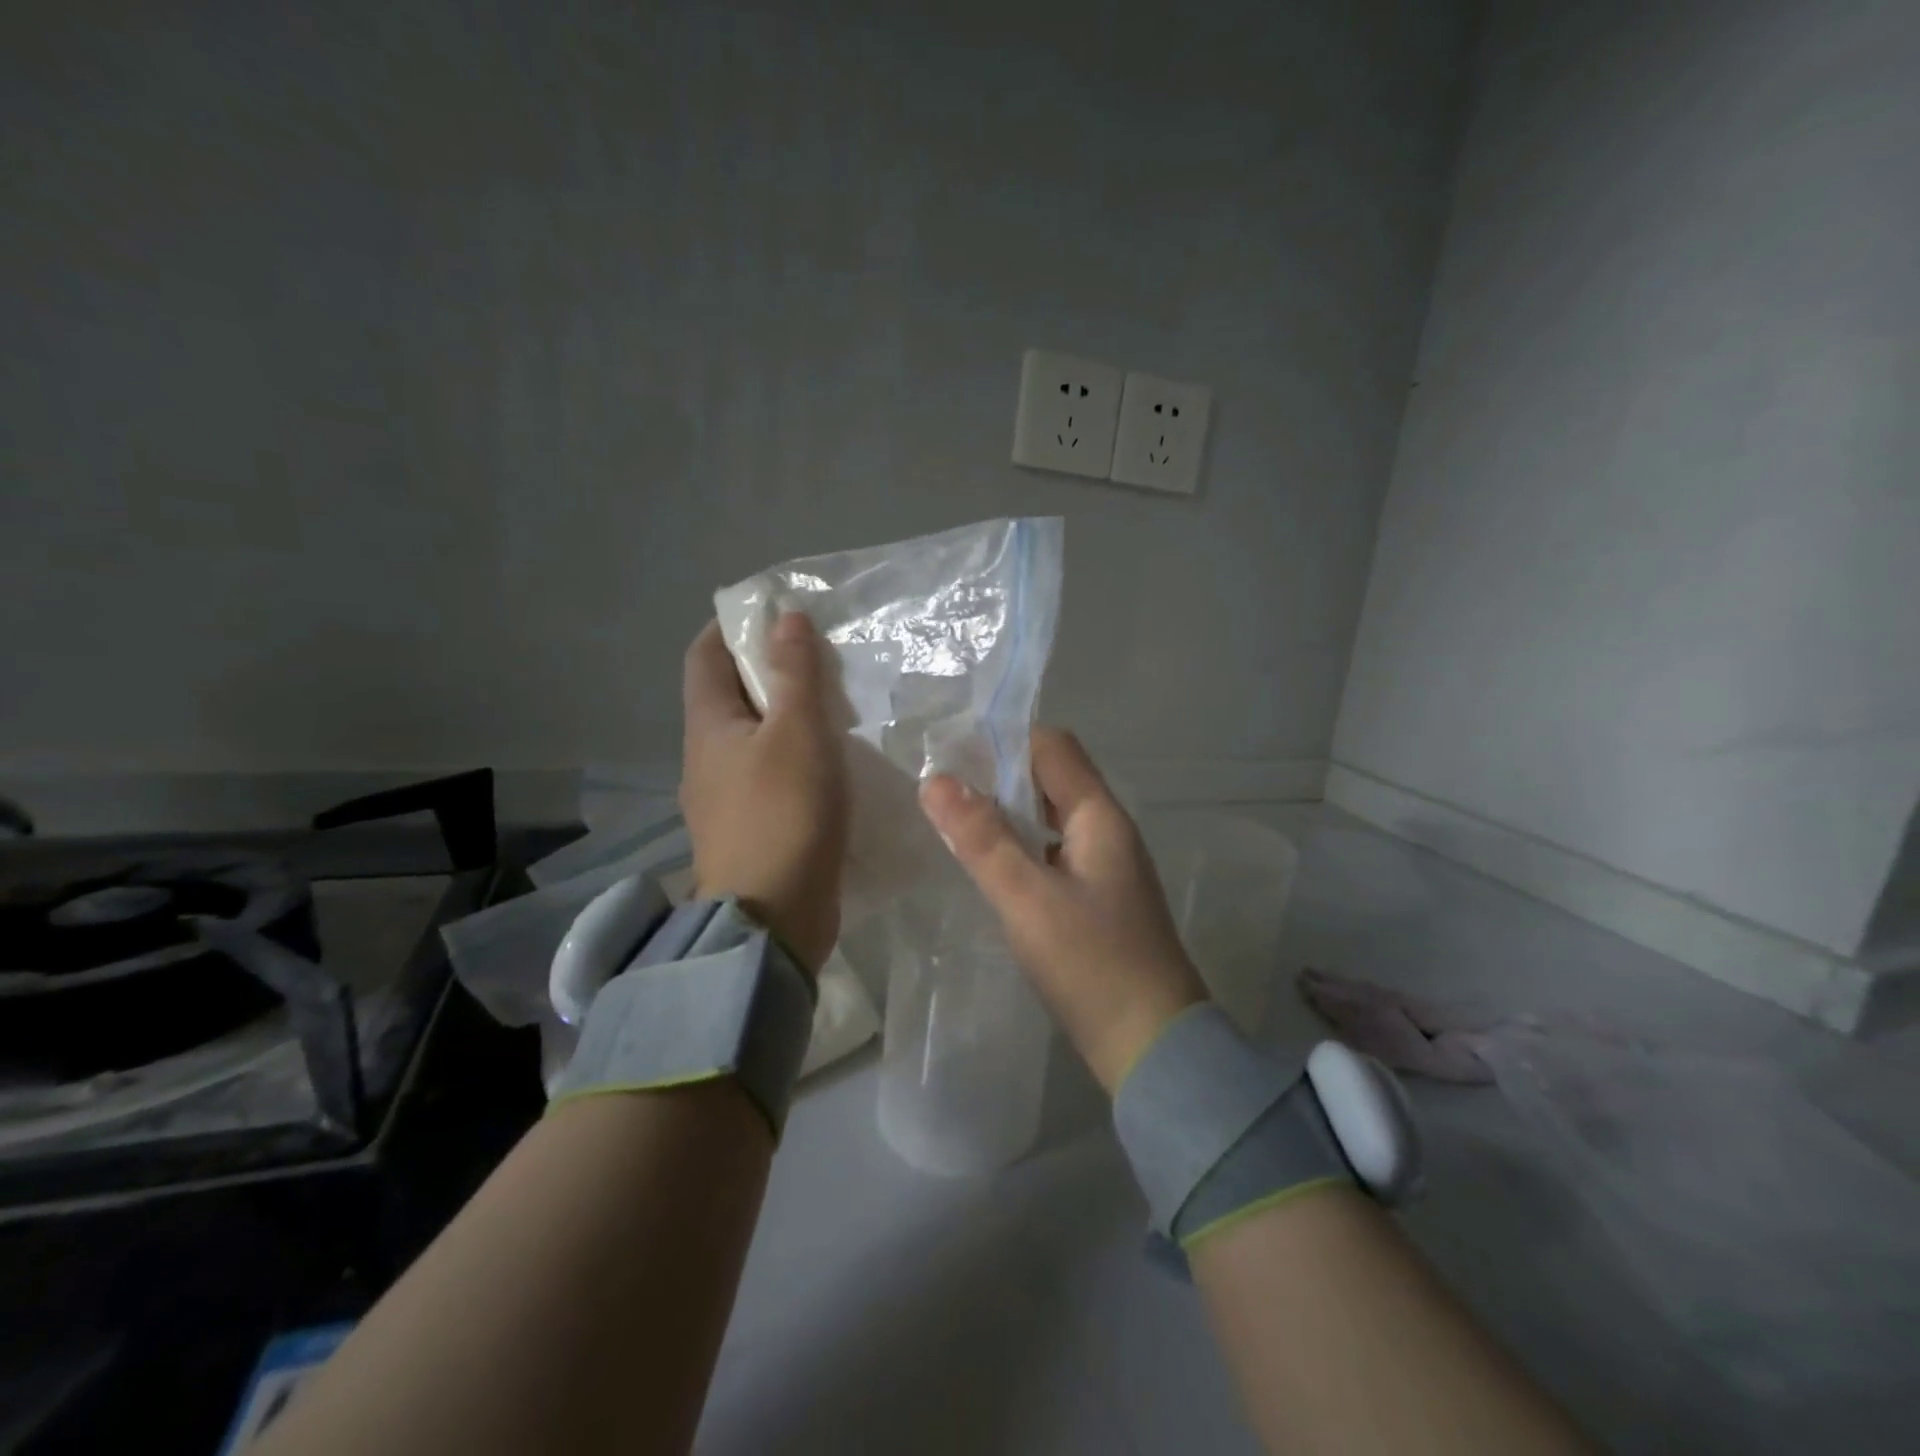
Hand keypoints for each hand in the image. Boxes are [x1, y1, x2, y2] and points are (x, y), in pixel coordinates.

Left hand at [681, 613, 848, 972]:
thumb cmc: (783, 815)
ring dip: (786, 714)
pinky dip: (796, 754)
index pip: (705, 654)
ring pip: (754, 736)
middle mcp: (706, 757)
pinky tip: (831, 760)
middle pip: (730, 694)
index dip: (732, 625)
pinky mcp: (752, 827)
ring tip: (834, 702)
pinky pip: (770, 772)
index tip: (775, 611)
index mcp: (707, 726)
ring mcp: (726, 797)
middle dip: (768, 668)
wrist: (772, 919)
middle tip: (820, 655)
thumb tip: (785, 618)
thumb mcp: (797, 733)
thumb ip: (794, 674)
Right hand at [919, 727, 1207, 1092]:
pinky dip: (1019, 846)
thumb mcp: (1028, 899)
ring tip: (953, 818)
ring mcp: (1105, 867)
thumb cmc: (1092, 964)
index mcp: (1100, 817)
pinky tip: (989, 865)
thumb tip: (935, 779)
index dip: (1004, 738)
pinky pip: (1053, 853)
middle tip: (940, 784)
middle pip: (1052, 778)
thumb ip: (982, 838)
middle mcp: (1107, 831)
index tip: (950, 748)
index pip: (1053, 747)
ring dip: (1007, 811)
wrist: (1152, 1046)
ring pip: (1050, 818)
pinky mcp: (1096, 901)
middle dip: (998, 773)